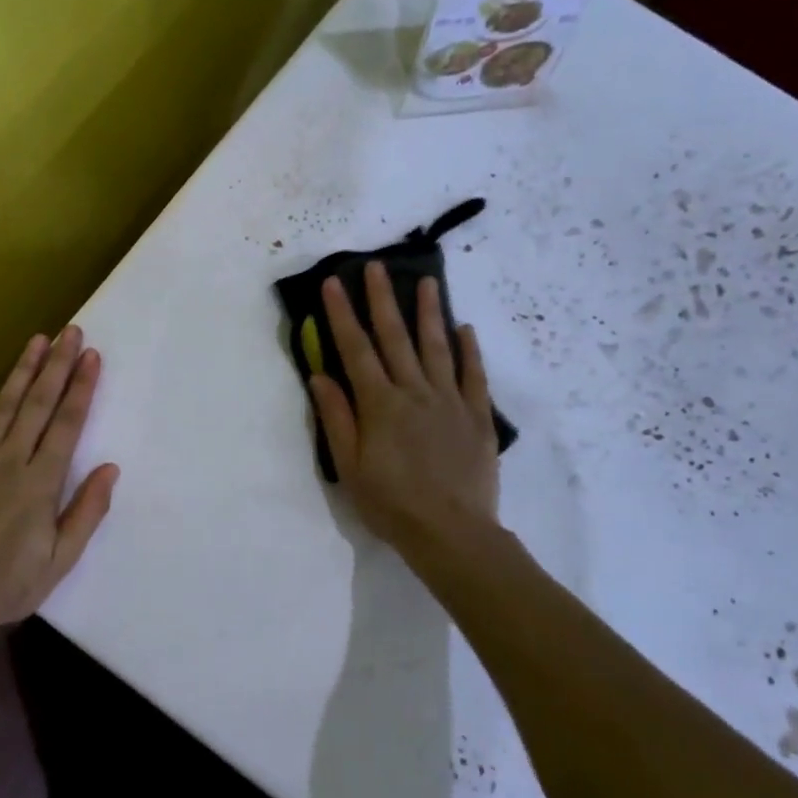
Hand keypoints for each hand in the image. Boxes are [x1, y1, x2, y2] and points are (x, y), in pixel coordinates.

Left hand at [0, 327, 119, 637]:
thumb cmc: (9, 584)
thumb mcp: (61, 558)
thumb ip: (87, 511)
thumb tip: (110, 468)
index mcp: (41, 483)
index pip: (67, 424)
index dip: (81, 388)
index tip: (92, 356)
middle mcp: (10, 460)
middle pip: (38, 404)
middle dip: (57, 365)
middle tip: (70, 332)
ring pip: (4, 406)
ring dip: (22, 370)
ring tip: (37, 340)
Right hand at [310, 263, 502, 555]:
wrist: (451, 532)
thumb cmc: (390, 503)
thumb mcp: (349, 466)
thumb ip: (336, 417)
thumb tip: (320, 375)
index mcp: (379, 404)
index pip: (355, 349)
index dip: (342, 314)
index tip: (333, 283)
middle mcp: (414, 391)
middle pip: (395, 337)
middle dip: (381, 299)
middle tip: (375, 266)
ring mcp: (450, 401)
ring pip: (437, 347)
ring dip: (429, 312)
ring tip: (426, 281)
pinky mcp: (477, 416)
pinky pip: (474, 375)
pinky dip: (469, 351)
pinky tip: (465, 329)